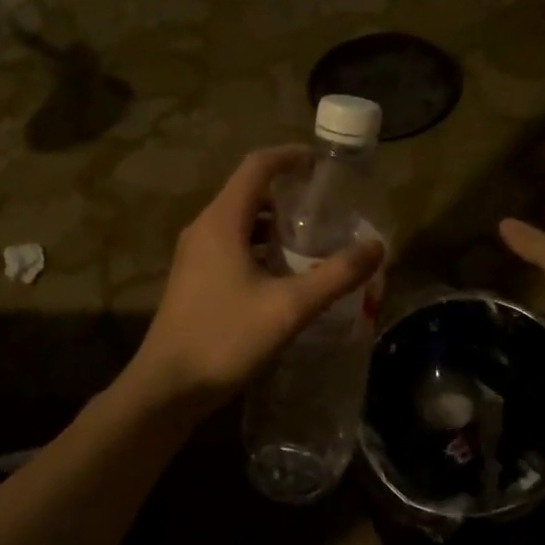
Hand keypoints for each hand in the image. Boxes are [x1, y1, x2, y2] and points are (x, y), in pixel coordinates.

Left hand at [127, 147, 383, 415]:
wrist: (167, 388)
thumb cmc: (225, 339)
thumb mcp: (289, 307)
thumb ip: (336, 274)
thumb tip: (377, 246)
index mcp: (221, 222)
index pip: (257, 167)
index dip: (290, 156)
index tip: (321, 162)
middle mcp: (204, 229)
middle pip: (248, 192)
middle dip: (287, 193)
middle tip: (326, 206)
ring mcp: (195, 255)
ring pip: (239, 222)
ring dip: (274, 224)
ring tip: (312, 240)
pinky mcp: (194, 279)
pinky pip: (231, 246)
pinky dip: (260, 247)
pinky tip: (284, 274)